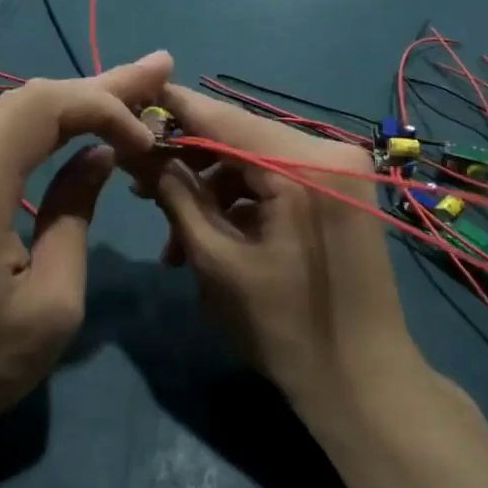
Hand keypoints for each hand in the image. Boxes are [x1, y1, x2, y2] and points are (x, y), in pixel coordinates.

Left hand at [0, 53, 173, 459]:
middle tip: (158, 69)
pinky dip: (44, 129)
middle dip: (99, 86)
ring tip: (132, 90)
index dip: (104, 106)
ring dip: (73, 104)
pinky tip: (78, 127)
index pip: (44, 108)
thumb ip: (75, 216)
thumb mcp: (51, 302)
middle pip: (29, 100)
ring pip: (12, 116)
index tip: (146, 140)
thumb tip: (97, 158)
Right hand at [147, 84, 417, 412]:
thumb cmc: (284, 326)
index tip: (124, 107)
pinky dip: (242, 204)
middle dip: (187, 162)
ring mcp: (341, 171)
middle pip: (240, 138)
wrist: (363, 380)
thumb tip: (134, 149)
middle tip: (138, 187)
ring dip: (210, 193)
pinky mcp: (340, 192)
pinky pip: (278, 182)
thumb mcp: (216, 258)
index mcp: (303, 164)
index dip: (170, 110)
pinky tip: (210, 239)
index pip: (223, 118)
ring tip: (172, 240)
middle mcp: (330, 151)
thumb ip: (175, 193)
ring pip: (255, 162)